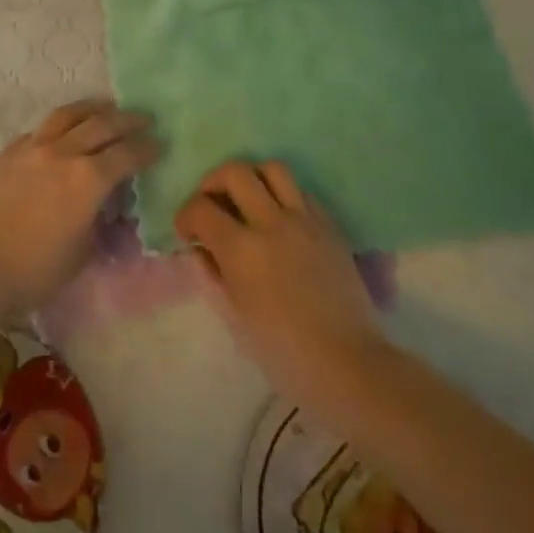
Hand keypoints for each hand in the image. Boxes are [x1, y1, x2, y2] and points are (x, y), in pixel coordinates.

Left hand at [0, 100, 159, 308]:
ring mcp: (30, 149)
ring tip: (104, 108)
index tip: (159, 144)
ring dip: (91, 109)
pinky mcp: (6, 154)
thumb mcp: (82, 253)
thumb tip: (106, 208)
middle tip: (143, 119)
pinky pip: (38, 131)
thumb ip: (99, 223)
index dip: (147, 148)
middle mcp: (62, 153)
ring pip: (66, 116)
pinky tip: (60, 133)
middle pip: (101, 125)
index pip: (127, 154)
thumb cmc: (34, 271)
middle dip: (127, 120)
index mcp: (88, 179)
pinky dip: (57, 128)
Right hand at [175, 161, 385, 411]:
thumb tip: (200, 249)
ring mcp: (305, 220)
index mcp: (242, 249)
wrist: (348, 363)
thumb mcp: (235, 316)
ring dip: (252, 178)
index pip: (201, 208)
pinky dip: (283, 195)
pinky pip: (302, 192)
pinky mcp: (330, 226)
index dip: (186, 215)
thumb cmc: (283, 351)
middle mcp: (271, 223)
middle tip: (212, 205)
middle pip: (235, 172)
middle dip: (213, 182)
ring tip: (247, 201)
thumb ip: (213, 274)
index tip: (187, 232)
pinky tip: (280, 219)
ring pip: (273, 169)